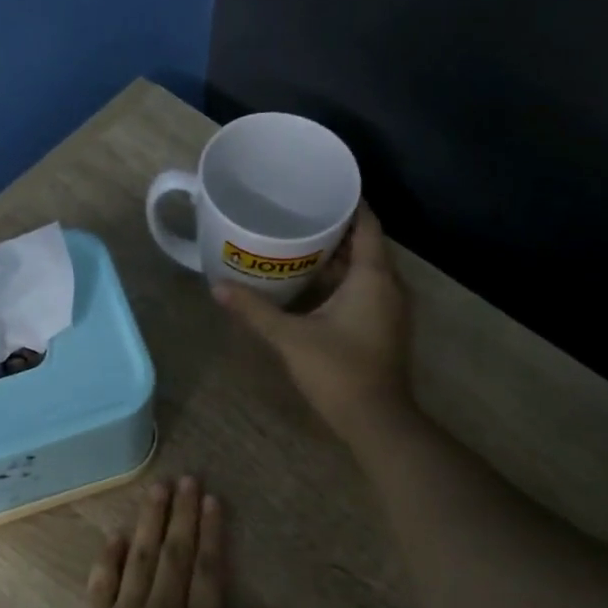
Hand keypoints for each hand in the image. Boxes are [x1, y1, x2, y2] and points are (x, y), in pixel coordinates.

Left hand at [49, 477, 270, 607]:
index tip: (211, 500)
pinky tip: (115, 534)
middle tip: (186, 478)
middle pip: (174, 554)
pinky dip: (108, 555)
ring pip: (138, 558)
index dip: (212, 532)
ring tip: (157, 489)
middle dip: (182, 514)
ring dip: (149, 521)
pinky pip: (100, 582)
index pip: (209, 571)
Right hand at [213, 204, 414, 443]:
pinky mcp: (383, 326)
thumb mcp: (291, 338)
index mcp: (373, 276)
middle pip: (365, 243)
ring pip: (364, 269)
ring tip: (298, 242)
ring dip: (337, 256)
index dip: (347, 201)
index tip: (318, 187)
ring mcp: (389, 307)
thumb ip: (255, 310)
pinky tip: (311, 284)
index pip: (367, 222)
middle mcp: (389, 285)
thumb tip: (218, 287)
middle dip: (334, 228)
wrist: (375, 420)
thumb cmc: (338, 371)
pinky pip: (365, 289)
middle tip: (297, 213)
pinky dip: (342, 280)